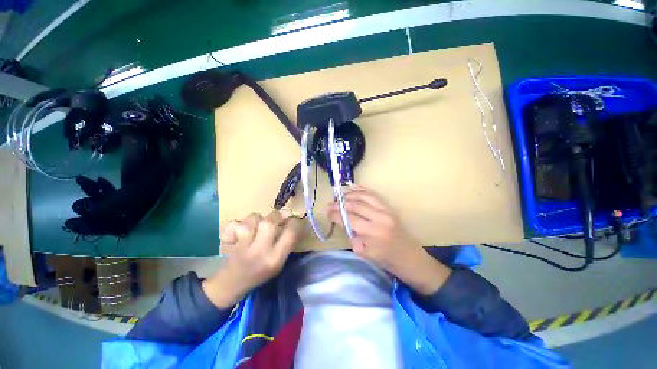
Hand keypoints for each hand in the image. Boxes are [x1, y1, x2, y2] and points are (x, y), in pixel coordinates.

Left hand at [202, 211, 301, 308]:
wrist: (232, 284)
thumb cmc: (260, 273)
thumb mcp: (278, 263)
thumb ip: (285, 243)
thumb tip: (291, 222)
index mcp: (275, 258)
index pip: (290, 233)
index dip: (294, 222)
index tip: (293, 220)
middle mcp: (260, 252)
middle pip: (269, 223)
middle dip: (275, 216)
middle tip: (276, 217)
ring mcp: (242, 247)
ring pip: (251, 220)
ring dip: (256, 219)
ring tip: (257, 224)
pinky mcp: (228, 243)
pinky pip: (233, 224)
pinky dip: (236, 224)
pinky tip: (238, 231)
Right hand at [328, 186, 450, 294]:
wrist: (409, 257)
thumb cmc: (386, 260)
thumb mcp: (365, 253)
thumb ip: (352, 236)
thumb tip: (342, 222)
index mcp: (373, 233)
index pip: (349, 219)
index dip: (336, 215)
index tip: (328, 213)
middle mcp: (379, 218)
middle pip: (354, 205)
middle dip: (340, 204)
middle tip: (330, 204)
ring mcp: (386, 210)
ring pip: (363, 196)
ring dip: (349, 195)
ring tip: (340, 197)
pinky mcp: (389, 207)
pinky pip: (373, 194)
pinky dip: (362, 190)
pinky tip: (353, 189)